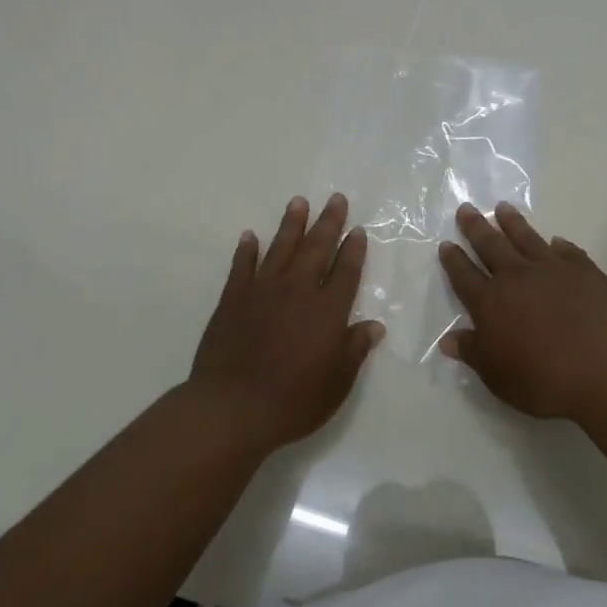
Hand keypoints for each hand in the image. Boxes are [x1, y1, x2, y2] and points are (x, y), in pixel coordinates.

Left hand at [190, 194, 384, 449]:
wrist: (232, 407)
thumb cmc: (293, 400)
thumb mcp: (337, 382)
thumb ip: (355, 349)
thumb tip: (374, 326)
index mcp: (327, 310)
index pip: (345, 271)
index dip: (353, 250)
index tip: (358, 230)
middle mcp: (297, 291)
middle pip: (316, 249)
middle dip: (328, 222)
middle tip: (335, 198)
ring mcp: (262, 292)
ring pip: (280, 248)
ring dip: (291, 224)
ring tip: (298, 202)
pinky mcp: (232, 300)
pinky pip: (241, 266)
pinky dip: (247, 250)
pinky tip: (250, 236)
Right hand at [437, 202, 606, 420]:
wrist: (605, 368)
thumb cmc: (544, 380)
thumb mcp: (498, 376)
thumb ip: (473, 353)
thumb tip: (448, 339)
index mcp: (491, 303)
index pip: (465, 276)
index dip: (454, 260)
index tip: (446, 244)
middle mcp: (518, 278)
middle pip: (491, 246)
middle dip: (476, 227)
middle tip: (467, 209)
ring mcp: (553, 270)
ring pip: (527, 239)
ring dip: (513, 223)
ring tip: (503, 207)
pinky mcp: (586, 272)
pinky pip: (568, 252)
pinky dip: (559, 245)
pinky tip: (556, 241)